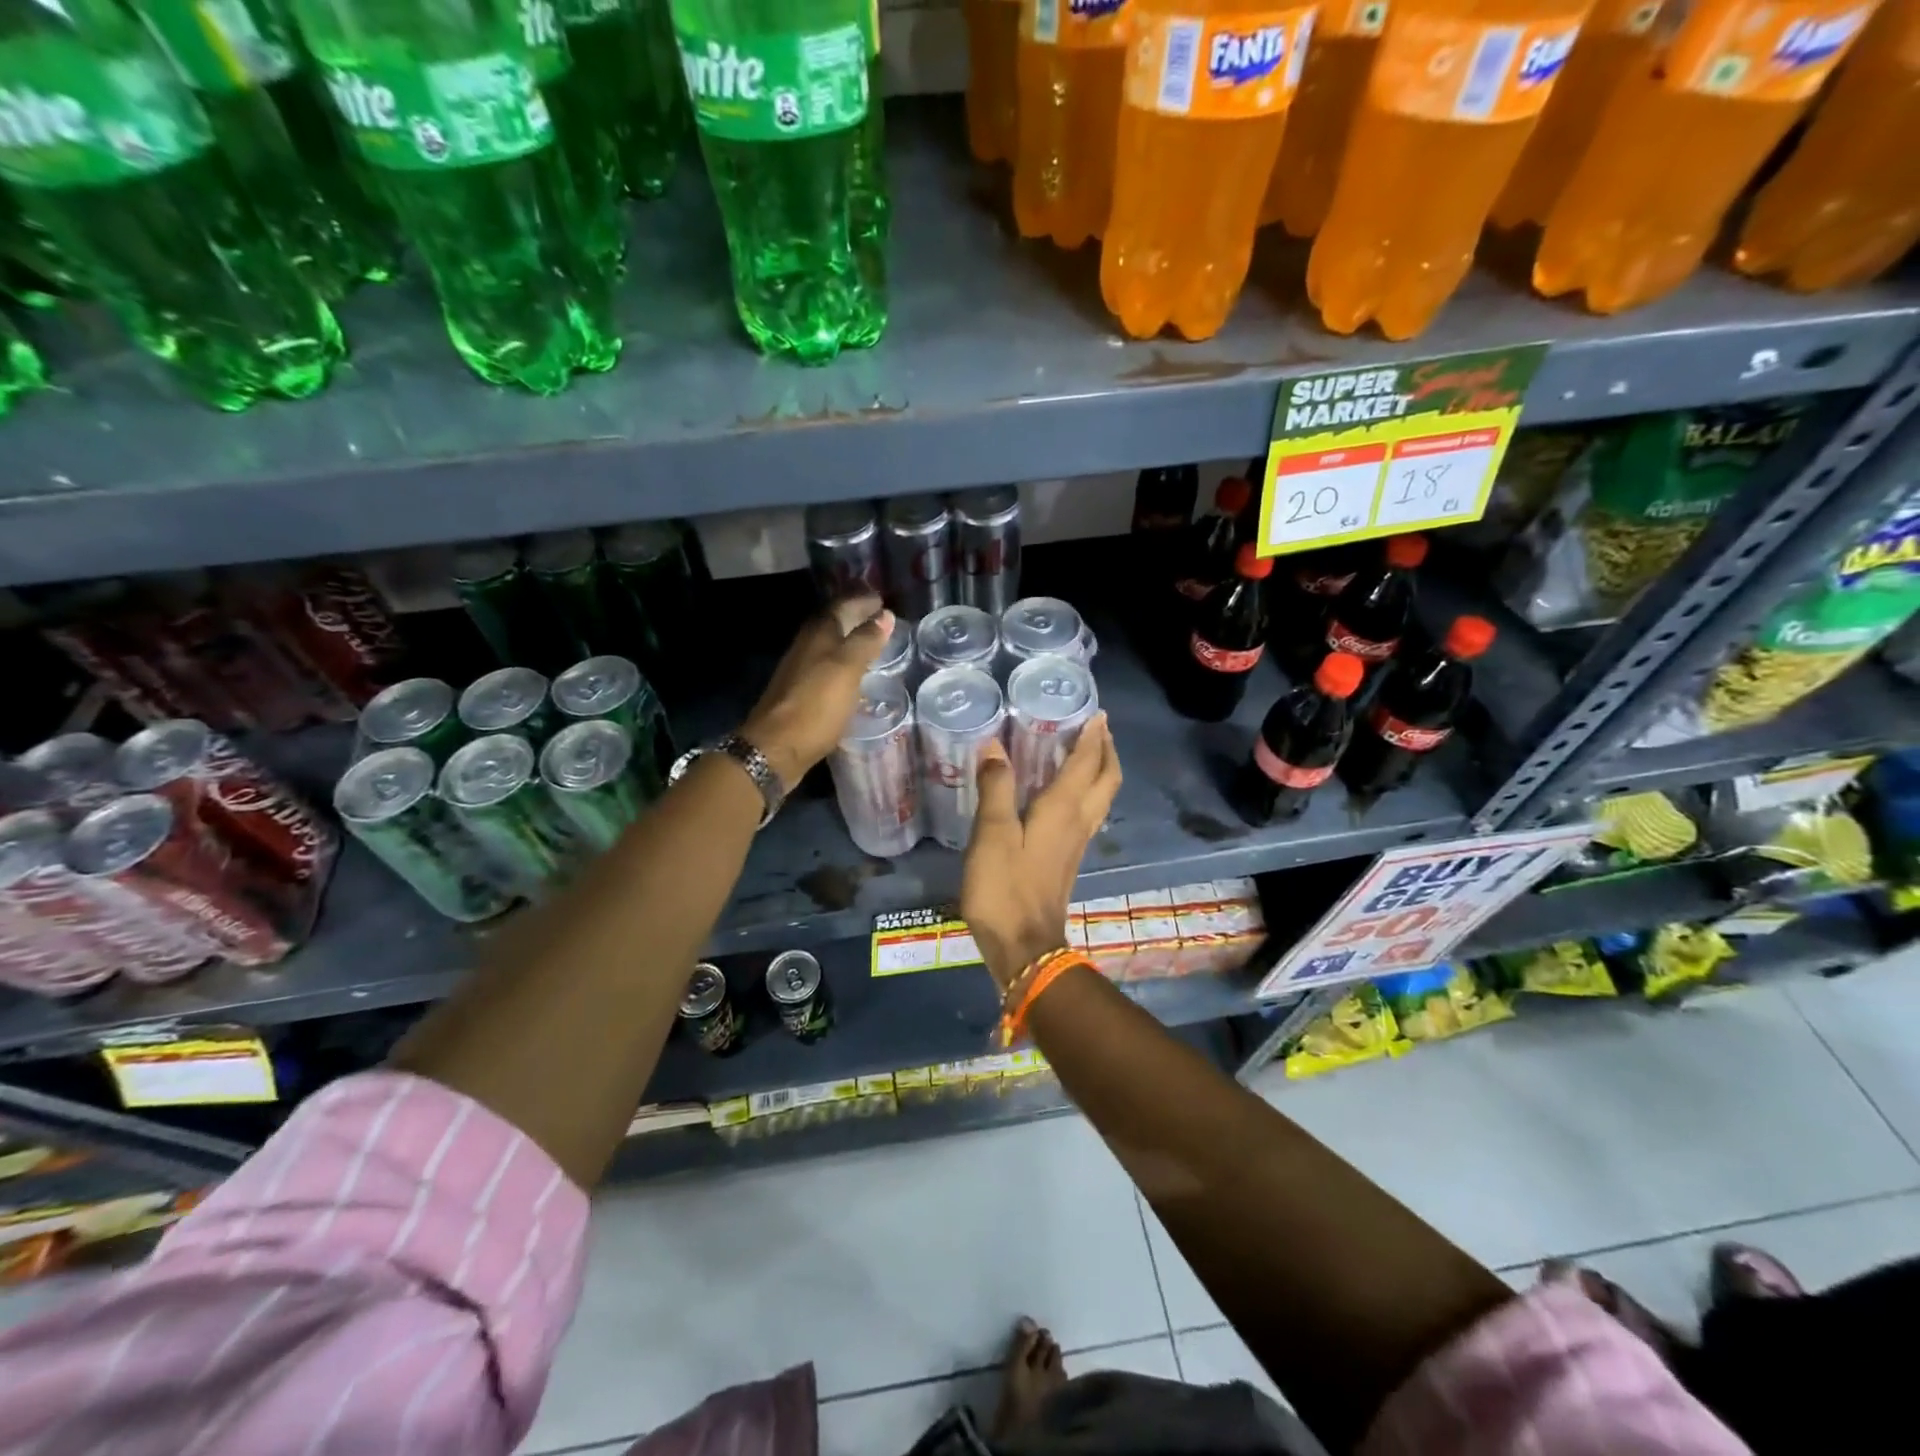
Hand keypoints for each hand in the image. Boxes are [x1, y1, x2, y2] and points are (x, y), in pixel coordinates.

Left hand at [740, 597, 893, 786]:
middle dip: (855, 618)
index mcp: (818, 634)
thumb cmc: (816, 705)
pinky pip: (825, 668)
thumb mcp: (847, 669)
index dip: (862, 601)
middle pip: (833, 624)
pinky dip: (841, 664)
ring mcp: (800, 670)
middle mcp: (806, 646)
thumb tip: (884, 615)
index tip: (883, 600)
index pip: (842, 605)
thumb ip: (866, 641)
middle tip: (880, 620)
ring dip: (848, 641)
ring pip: (828, 646)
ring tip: (871, 645)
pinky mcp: (799, 693)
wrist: (776, 747)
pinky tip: (852, 676)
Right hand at [962, 714, 1121, 990]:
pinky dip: (1085, 791)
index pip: (1086, 763)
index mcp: (1063, 810)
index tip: (1096, 713)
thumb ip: (996, 788)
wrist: (1024, 947)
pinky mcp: (1067, 859)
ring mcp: (1076, 843)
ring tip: (1084, 752)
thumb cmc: (1005, 889)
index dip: (1093, 737)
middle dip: (1106, 751)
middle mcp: (1078, 822)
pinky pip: (1086, 813)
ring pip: (1101, 797)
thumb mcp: (992, 835)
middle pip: (1106, 779)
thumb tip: (995, 746)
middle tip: (1096, 729)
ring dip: (1099, 770)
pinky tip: (1062, 793)